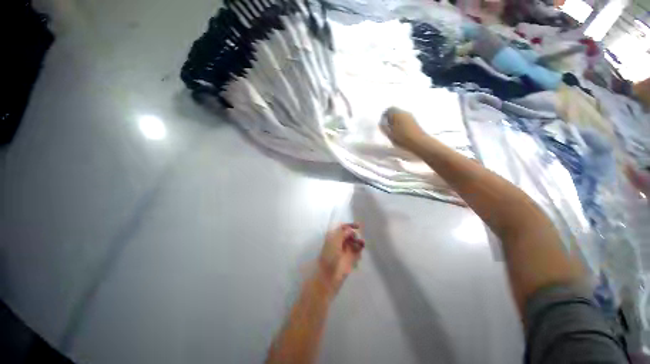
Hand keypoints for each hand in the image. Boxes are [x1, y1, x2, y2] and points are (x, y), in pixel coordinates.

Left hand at [317, 223, 364, 294]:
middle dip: (355, 234)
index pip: (343, 227)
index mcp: (334, 236)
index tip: (358, 226)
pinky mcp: (352, 258)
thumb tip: (350, 229)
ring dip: (359, 241)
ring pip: (355, 242)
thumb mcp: (334, 240)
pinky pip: (358, 250)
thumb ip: (343, 233)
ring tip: (362, 243)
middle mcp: (340, 242)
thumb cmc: (329, 254)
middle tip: (356, 238)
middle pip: (350, 234)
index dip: (350, 225)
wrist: (329, 274)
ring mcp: (346, 250)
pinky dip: (360, 248)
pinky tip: (361, 249)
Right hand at [380, 107, 425, 150]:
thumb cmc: (402, 138)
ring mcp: (410, 116)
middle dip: (390, 118)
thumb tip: (382, 122)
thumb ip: (384, 127)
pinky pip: (404, 119)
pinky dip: (401, 123)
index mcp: (397, 114)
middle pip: (395, 112)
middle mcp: (404, 112)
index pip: (389, 110)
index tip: (383, 124)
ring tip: (394, 131)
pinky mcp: (414, 121)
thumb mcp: (389, 134)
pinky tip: (401, 131)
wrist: (418, 142)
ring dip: (396, 121)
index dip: (385, 116)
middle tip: (388, 127)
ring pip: (400, 116)